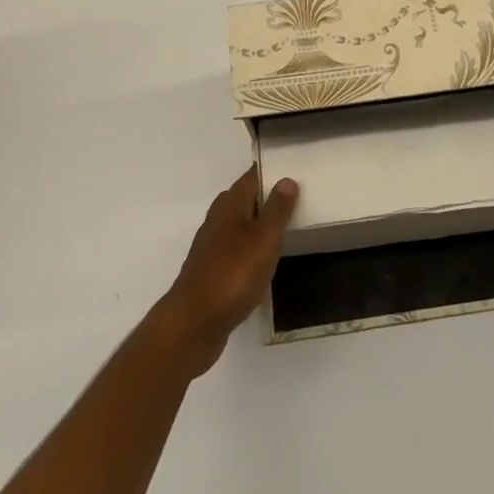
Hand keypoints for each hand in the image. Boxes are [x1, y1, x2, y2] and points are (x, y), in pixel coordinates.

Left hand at [150, 166, 298, 377]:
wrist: (194, 323)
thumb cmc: (233, 274)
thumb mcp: (264, 238)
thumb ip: (277, 209)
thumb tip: (286, 179)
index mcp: (230, 203)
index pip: (254, 176)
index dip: (273, 171)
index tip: (296, 169)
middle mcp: (218, 218)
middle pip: (247, 199)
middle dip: (269, 197)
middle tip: (299, 200)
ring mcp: (212, 245)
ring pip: (241, 225)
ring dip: (261, 225)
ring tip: (288, 229)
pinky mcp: (212, 270)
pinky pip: (237, 249)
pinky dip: (252, 249)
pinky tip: (265, 262)